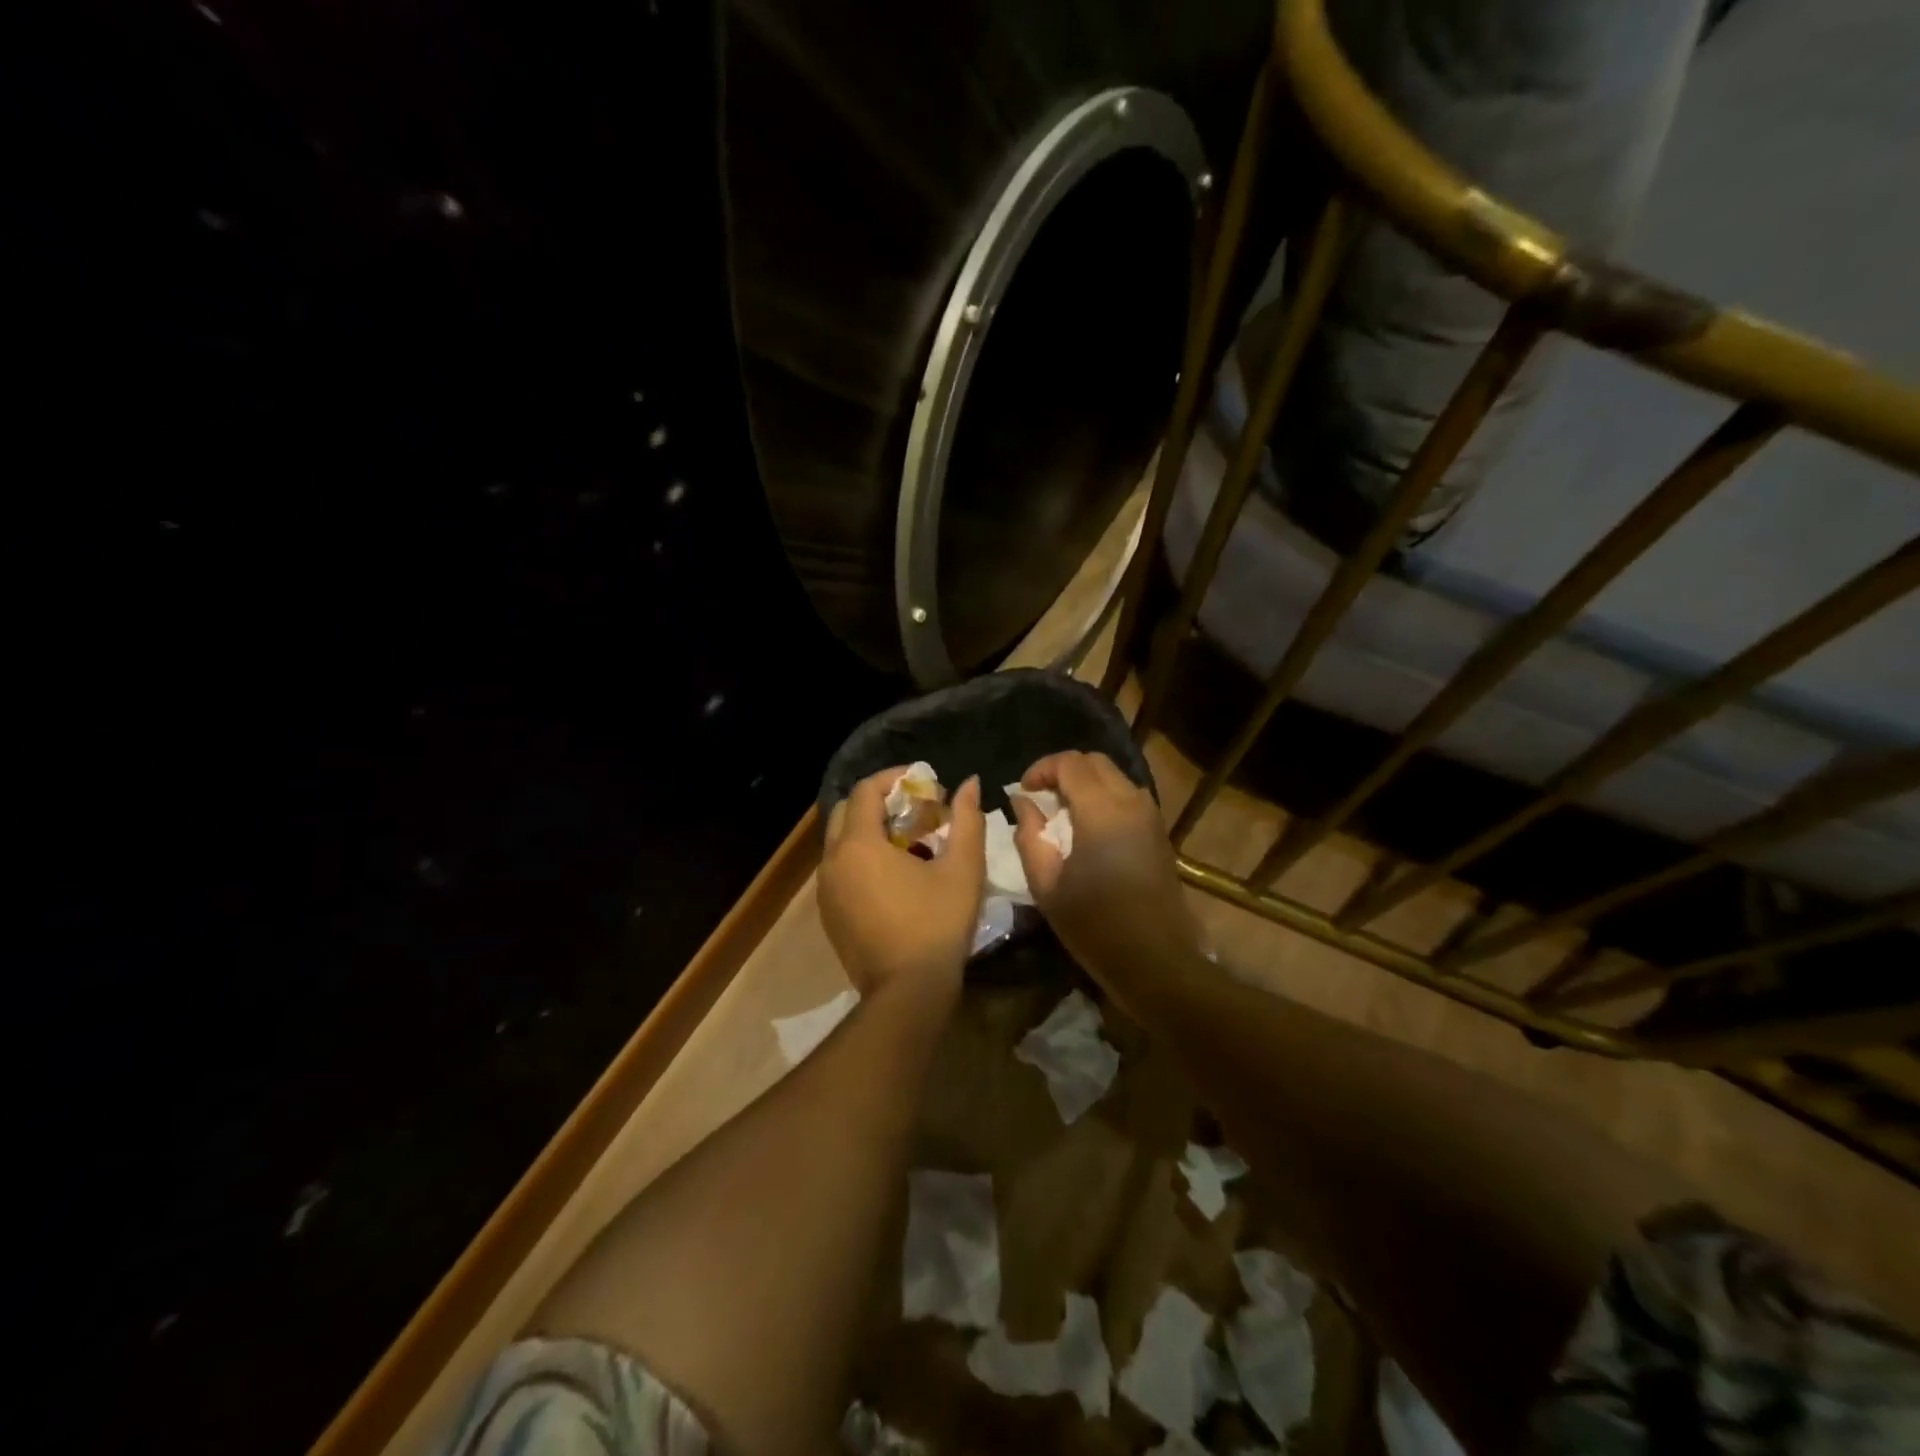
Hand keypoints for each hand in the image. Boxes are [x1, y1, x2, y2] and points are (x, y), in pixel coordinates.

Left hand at [818, 767, 985, 1000]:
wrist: (907, 993)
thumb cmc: (937, 924)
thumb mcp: (962, 868)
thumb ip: (967, 819)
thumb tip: (970, 784)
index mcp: (858, 844)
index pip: (865, 790)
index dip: (894, 778)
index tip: (924, 782)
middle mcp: (832, 862)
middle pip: (846, 812)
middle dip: (879, 803)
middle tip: (916, 811)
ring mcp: (825, 891)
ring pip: (841, 844)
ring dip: (870, 832)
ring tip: (910, 843)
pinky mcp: (828, 916)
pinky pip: (840, 871)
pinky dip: (862, 860)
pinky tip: (895, 878)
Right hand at [1009, 751, 1199, 975]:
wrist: (1156, 960)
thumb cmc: (1095, 925)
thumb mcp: (1046, 884)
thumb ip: (1030, 835)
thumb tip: (1023, 803)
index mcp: (1102, 809)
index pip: (1069, 763)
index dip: (1041, 769)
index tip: (1023, 791)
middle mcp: (1131, 801)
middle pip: (1095, 762)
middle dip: (1063, 771)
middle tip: (1040, 798)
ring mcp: (1150, 815)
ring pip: (1114, 777)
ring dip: (1085, 784)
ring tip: (1061, 814)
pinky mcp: (1159, 832)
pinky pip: (1127, 797)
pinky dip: (1103, 798)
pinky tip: (1087, 830)